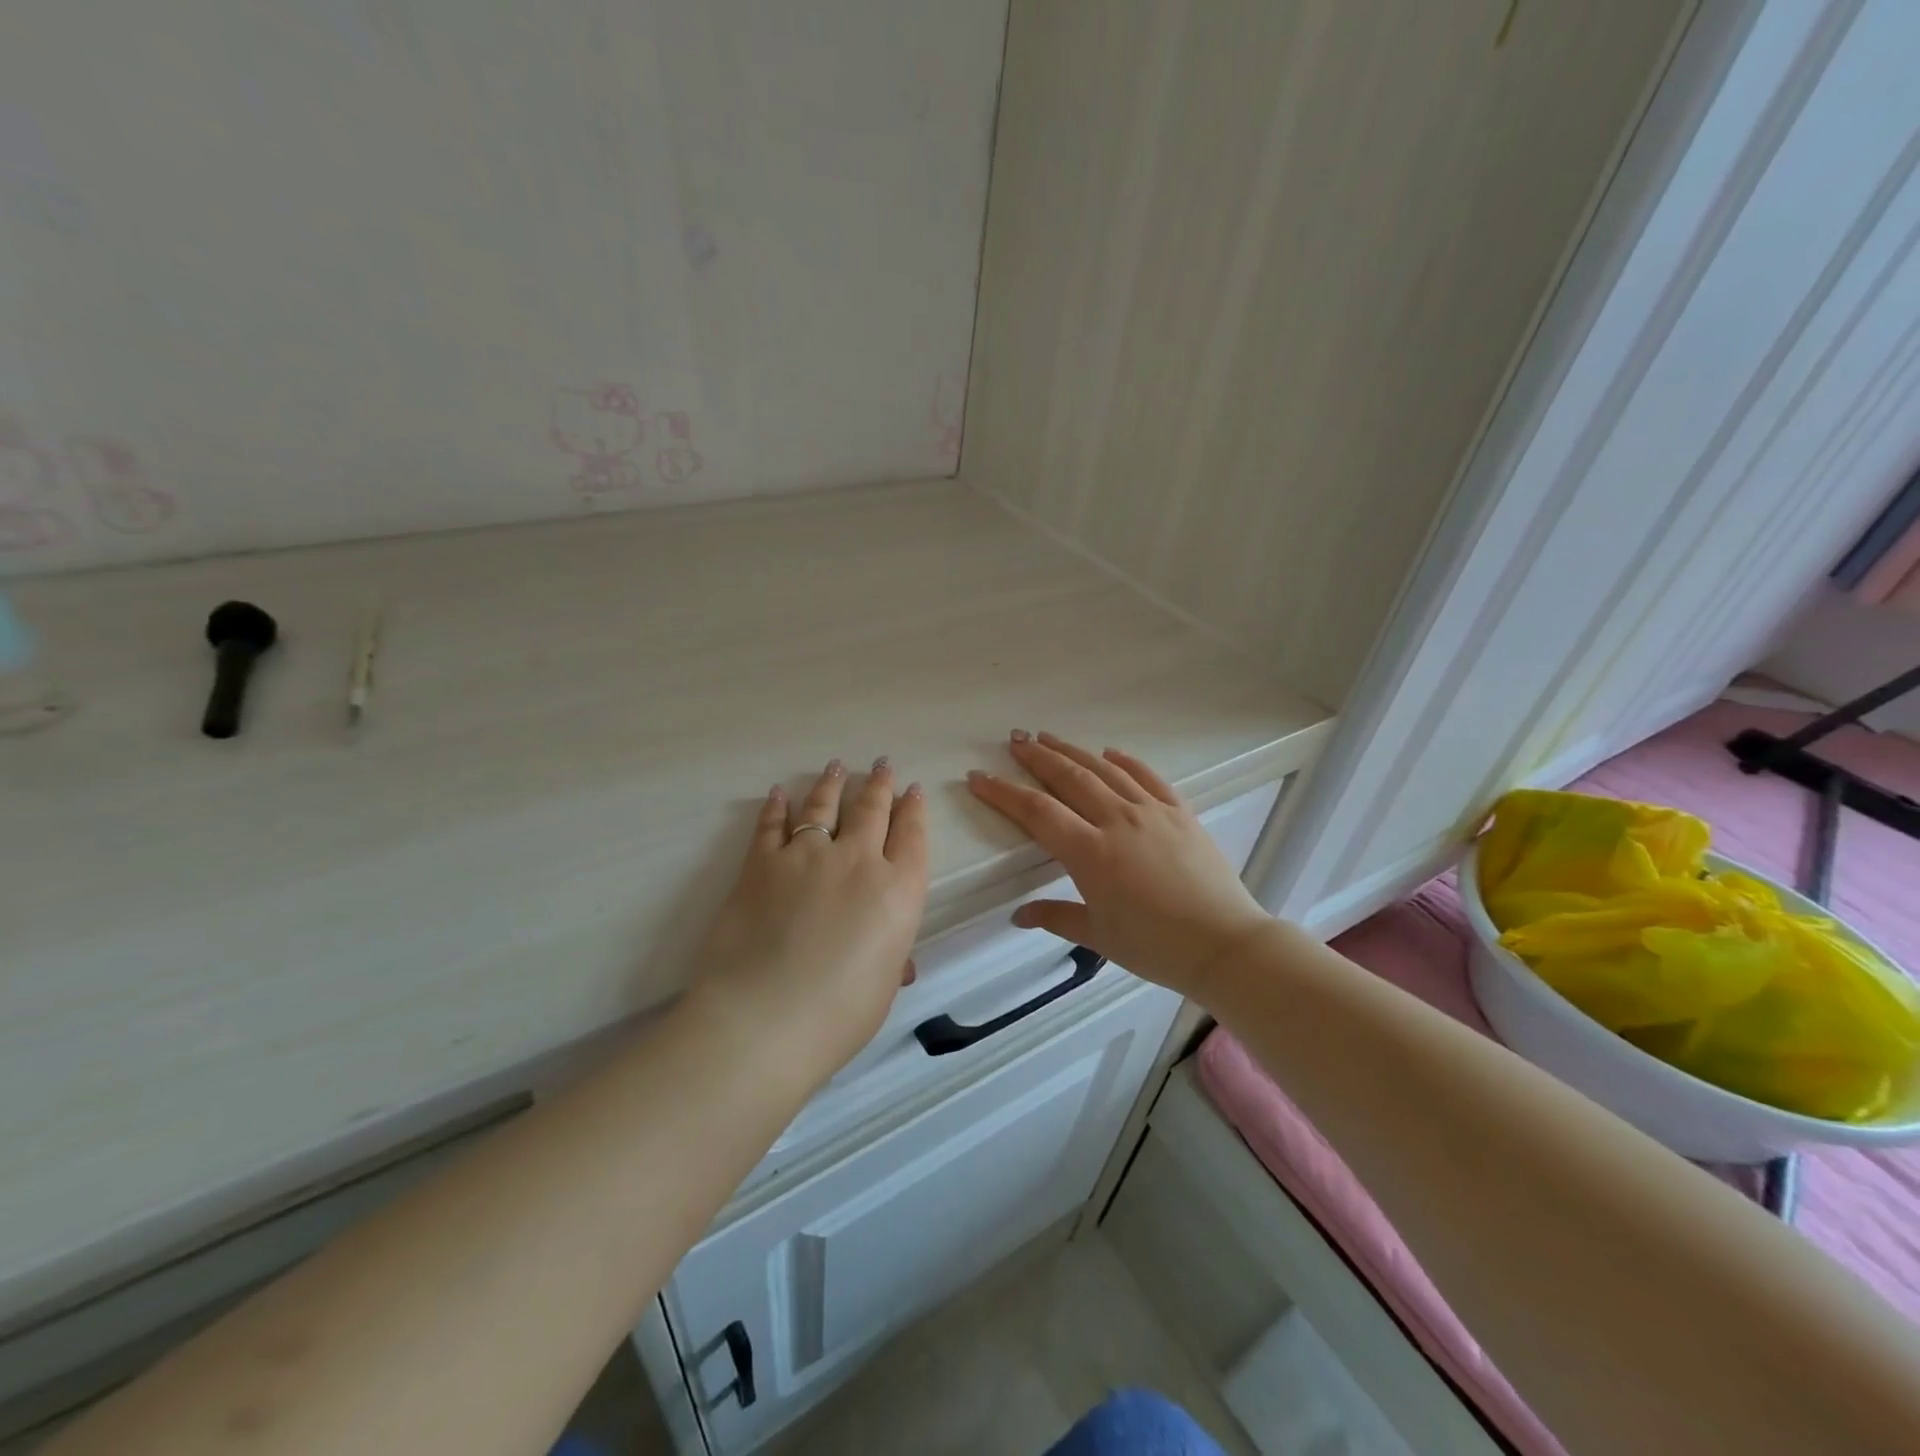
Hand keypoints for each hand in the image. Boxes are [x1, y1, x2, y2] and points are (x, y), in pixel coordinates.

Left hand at [685, 758, 928, 1084]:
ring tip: (837, 766)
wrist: (765, 1018)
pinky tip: (780, 793)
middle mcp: (858, 861)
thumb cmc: (839, 1015)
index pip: (912, 836)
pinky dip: (776, 806)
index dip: (914, 810)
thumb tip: (895, 959)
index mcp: (898, 891)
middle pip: (872, 810)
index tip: (913, 790)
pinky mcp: (762, 864)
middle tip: (882, 765)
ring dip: (833, 784)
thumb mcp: (882, 987)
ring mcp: (808, 856)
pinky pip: (772, 825)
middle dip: (880, 784)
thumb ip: (891, 959)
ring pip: (825, 806)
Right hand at [967, 733, 1270, 1000]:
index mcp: (1091, 853)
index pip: (1037, 812)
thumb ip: (1056, 917)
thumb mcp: (1099, 936)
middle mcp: (1118, 821)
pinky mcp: (1180, 813)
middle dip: (1037, 757)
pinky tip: (1111, 753)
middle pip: (1069, 778)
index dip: (1003, 792)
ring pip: (1105, 771)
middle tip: (1014, 740)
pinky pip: (1148, 777)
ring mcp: (1152, 812)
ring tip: (1049, 737)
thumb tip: (1019, 915)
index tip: (979, 777)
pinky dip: (1126, 762)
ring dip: (1073, 752)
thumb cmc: (1156, 947)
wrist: (1225, 944)